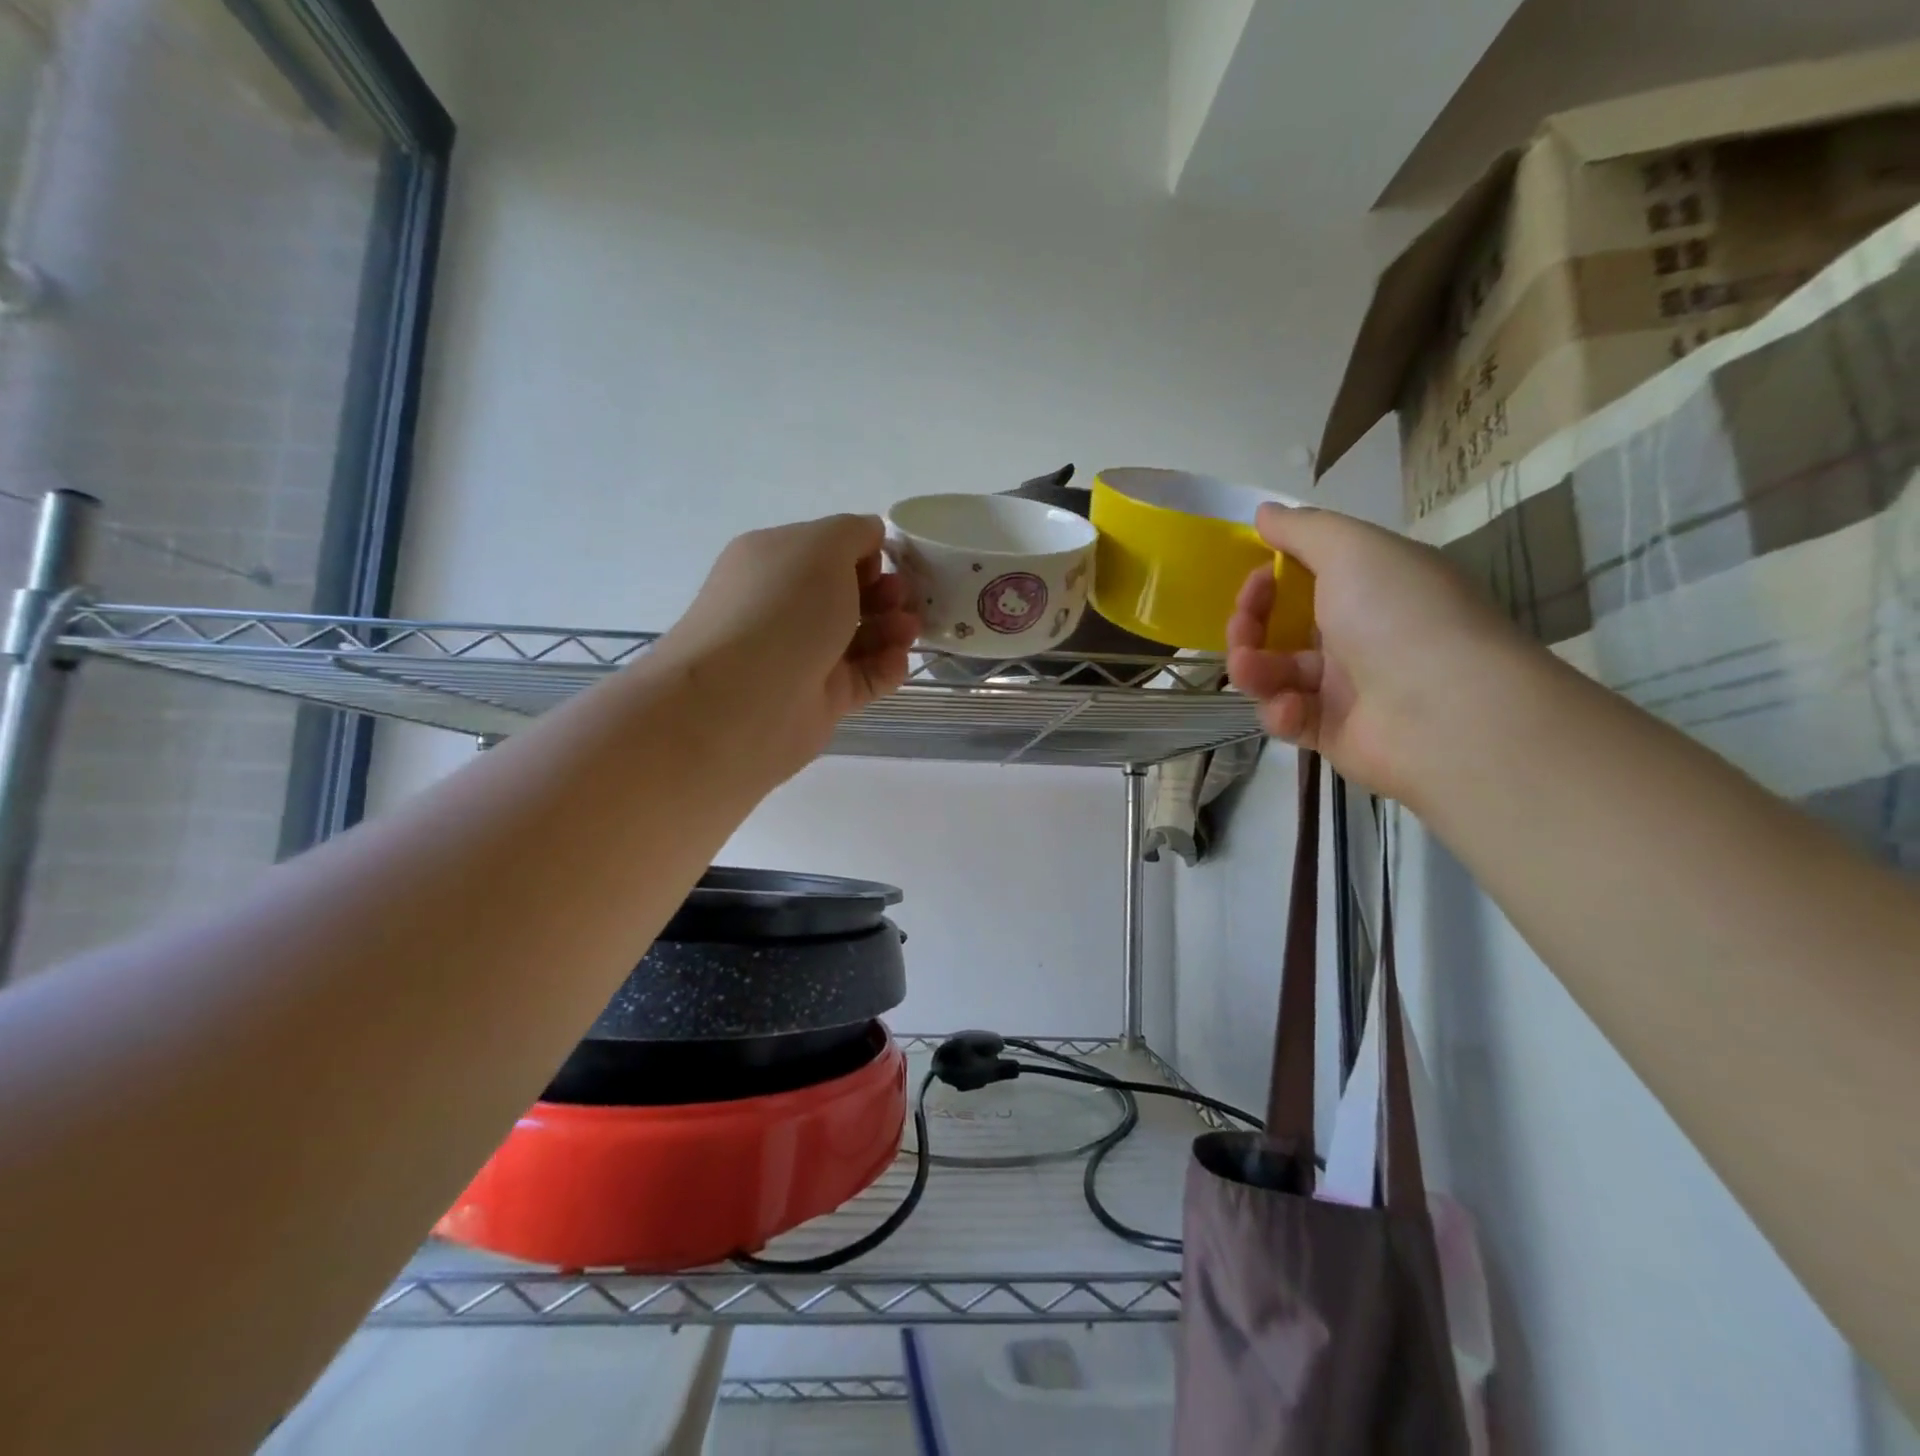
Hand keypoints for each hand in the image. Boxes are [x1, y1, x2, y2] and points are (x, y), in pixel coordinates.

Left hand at [662, 515, 919, 776]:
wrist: (741, 701)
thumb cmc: (782, 610)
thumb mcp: (821, 546)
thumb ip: (853, 532)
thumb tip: (870, 537)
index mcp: (774, 562)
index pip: (827, 550)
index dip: (865, 552)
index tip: (892, 562)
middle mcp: (784, 606)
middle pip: (847, 595)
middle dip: (884, 592)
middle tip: (904, 599)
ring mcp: (802, 655)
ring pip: (859, 637)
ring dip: (891, 629)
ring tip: (908, 630)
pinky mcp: (820, 699)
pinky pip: (862, 678)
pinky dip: (885, 668)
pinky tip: (898, 662)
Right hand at [1226, 503, 1521, 801]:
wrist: (1443, 712)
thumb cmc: (1397, 615)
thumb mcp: (1352, 549)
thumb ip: (1303, 529)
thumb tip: (1265, 512)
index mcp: (1372, 589)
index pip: (1309, 578)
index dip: (1273, 578)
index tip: (1255, 577)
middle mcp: (1360, 635)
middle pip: (1282, 628)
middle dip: (1249, 625)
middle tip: (1242, 629)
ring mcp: (1345, 688)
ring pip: (1275, 674)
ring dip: (1253, 669)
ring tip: (1252, 672)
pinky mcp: (1332, 732)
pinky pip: (1287, 717)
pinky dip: (1280, 712)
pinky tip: (1293, 709)